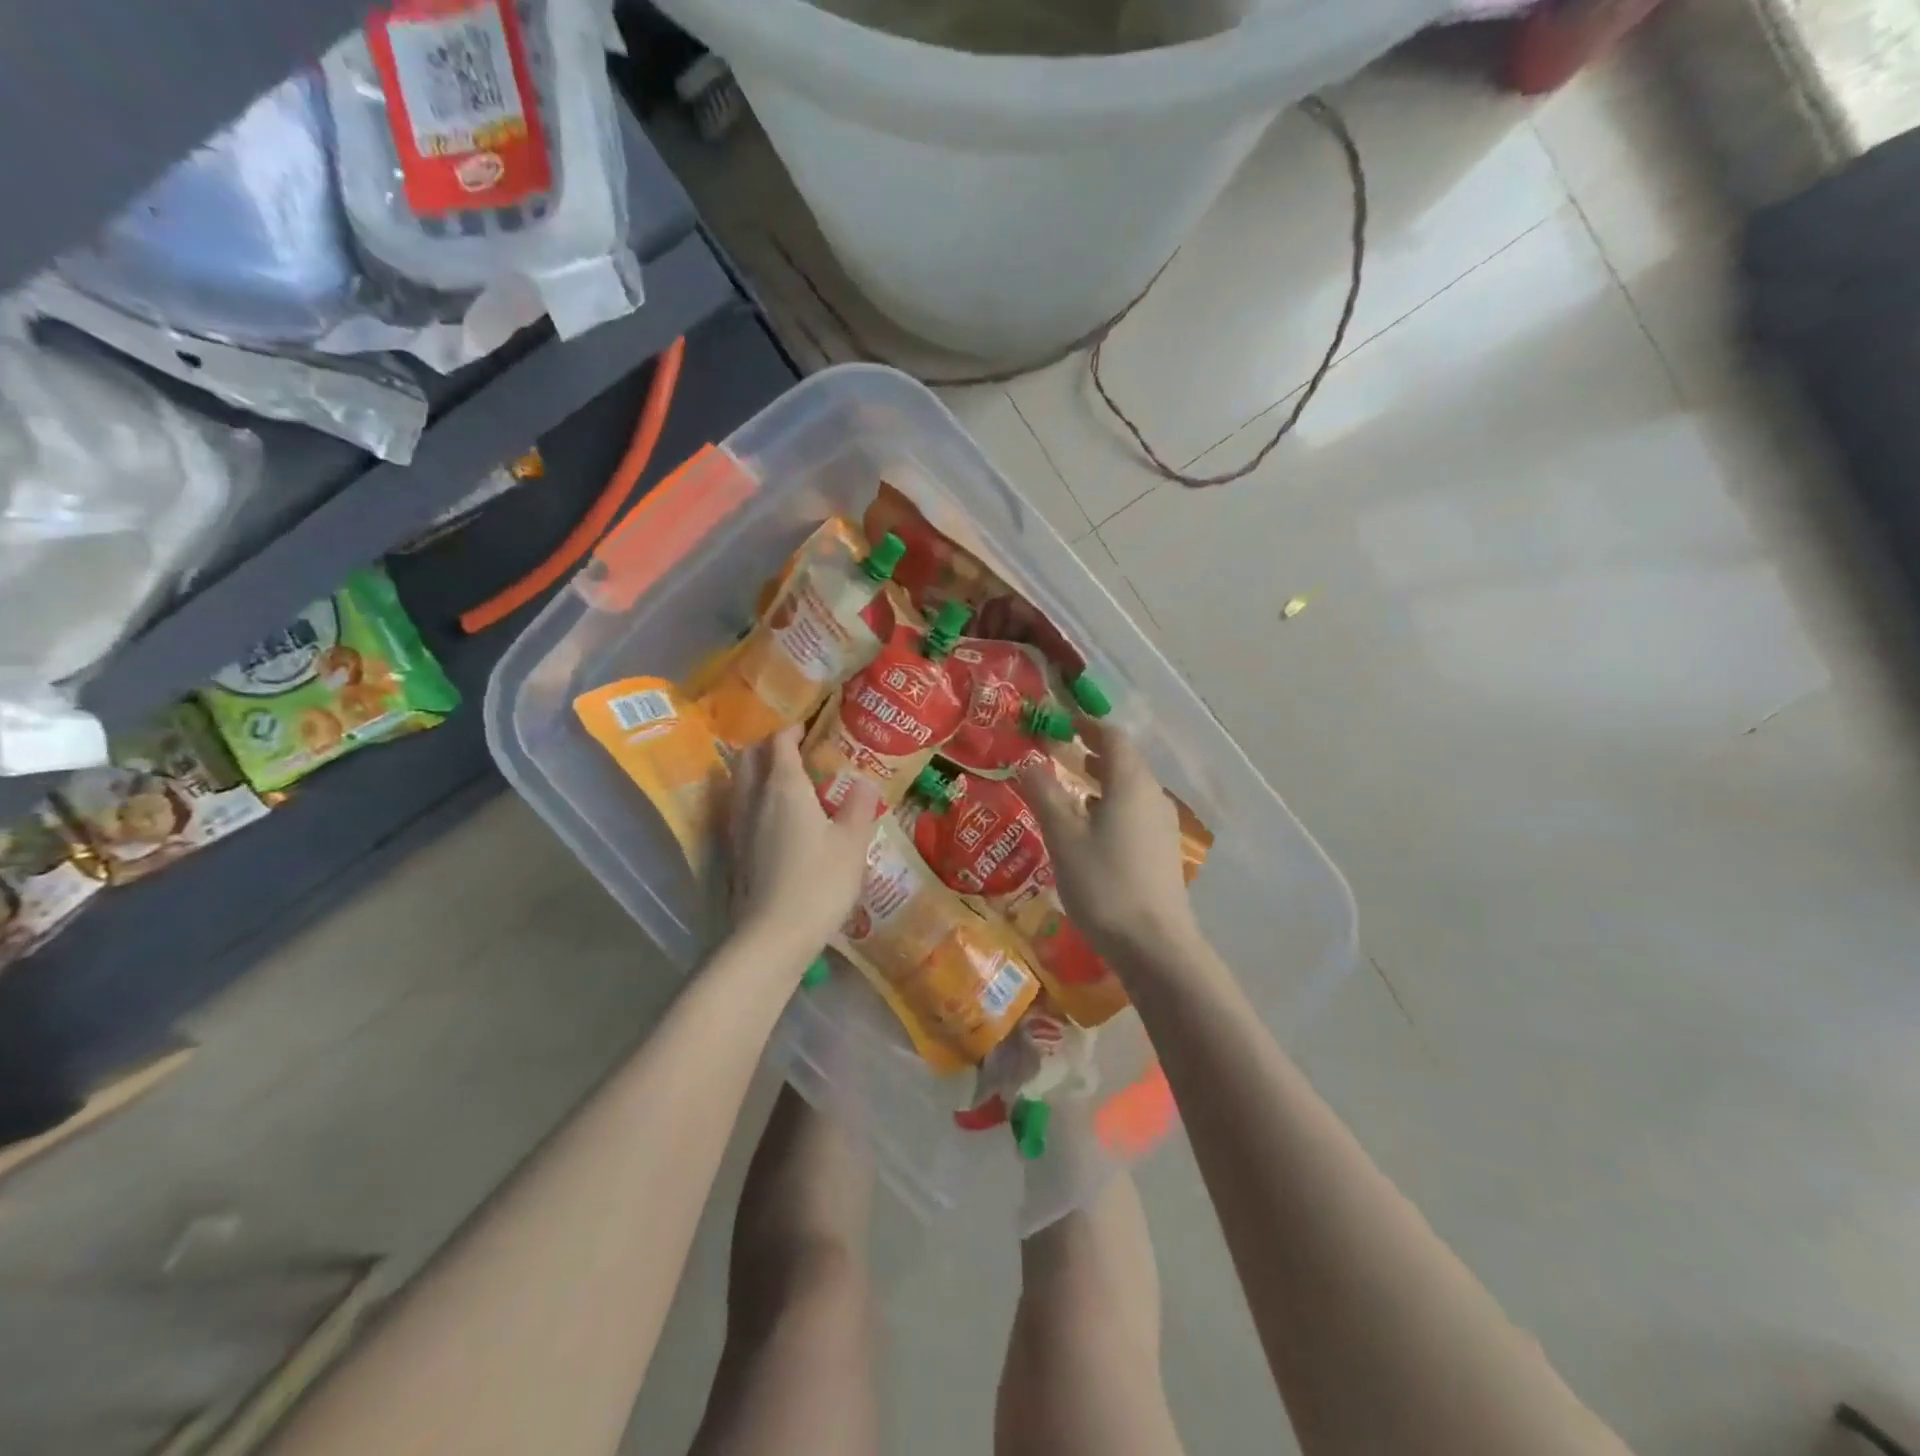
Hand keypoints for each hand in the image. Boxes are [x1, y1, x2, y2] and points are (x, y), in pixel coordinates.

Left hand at [727, 727, 879, 968]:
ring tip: (784, 778)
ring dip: (757, 770)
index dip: (794, 730)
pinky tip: (772, 816)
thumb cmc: (819, 882)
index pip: (780, 742)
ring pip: (740, 781)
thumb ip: (858, 806)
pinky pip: (739, 807)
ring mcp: (738, 825)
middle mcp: (754, 798)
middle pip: (751, 756)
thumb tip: (864, 780)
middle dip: (770, 746)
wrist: (772, 935)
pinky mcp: (733, 850)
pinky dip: (753, 798)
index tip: (811, 728)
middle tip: (797, 750)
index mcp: (785, 787)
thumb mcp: (852, 843)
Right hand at [1017, 720, 1201, 965]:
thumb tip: (1027, 760)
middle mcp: (1152, 796)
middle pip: (1124, 761)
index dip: (1087, 725)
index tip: (1061, 722)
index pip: (1112, 737)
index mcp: (1130, 783)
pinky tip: (1091, 828)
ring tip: (1071, 786)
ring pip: (1130, 789)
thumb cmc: (1104, 884)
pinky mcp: (1162, 851)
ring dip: (1101, 780)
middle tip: (1060, 751)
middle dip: (1093, 752)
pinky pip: (1135, 812)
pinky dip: (1111, 805)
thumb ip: (1044, 794)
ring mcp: (1162, 825)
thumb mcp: (1064, 837)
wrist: (1156, 945)